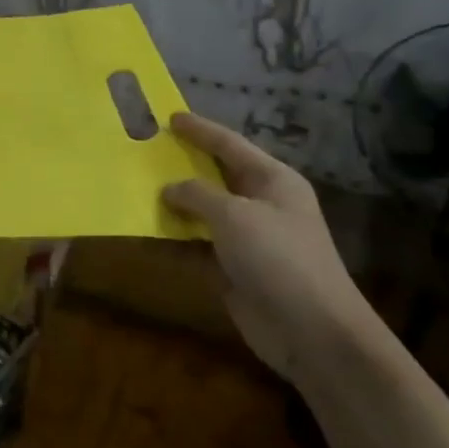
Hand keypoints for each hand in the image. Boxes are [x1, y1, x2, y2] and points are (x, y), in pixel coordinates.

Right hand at [161, 111, 384, 386]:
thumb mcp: (234, 215)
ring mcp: (249, 237)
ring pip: (204, 210)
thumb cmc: (277, 258)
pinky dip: (175, 236)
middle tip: (148, 149)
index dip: (200, 130)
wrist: (310, 330)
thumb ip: (198, 194)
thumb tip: (170, 189)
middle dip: (184, 163)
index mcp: (273, 180)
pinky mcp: (234, 268)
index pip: (230, 144)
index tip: (170, 117)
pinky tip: (147, 230)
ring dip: (175, 201)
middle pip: (216, 175)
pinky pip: (198, 243)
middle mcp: (262, 203)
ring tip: (138, 185)